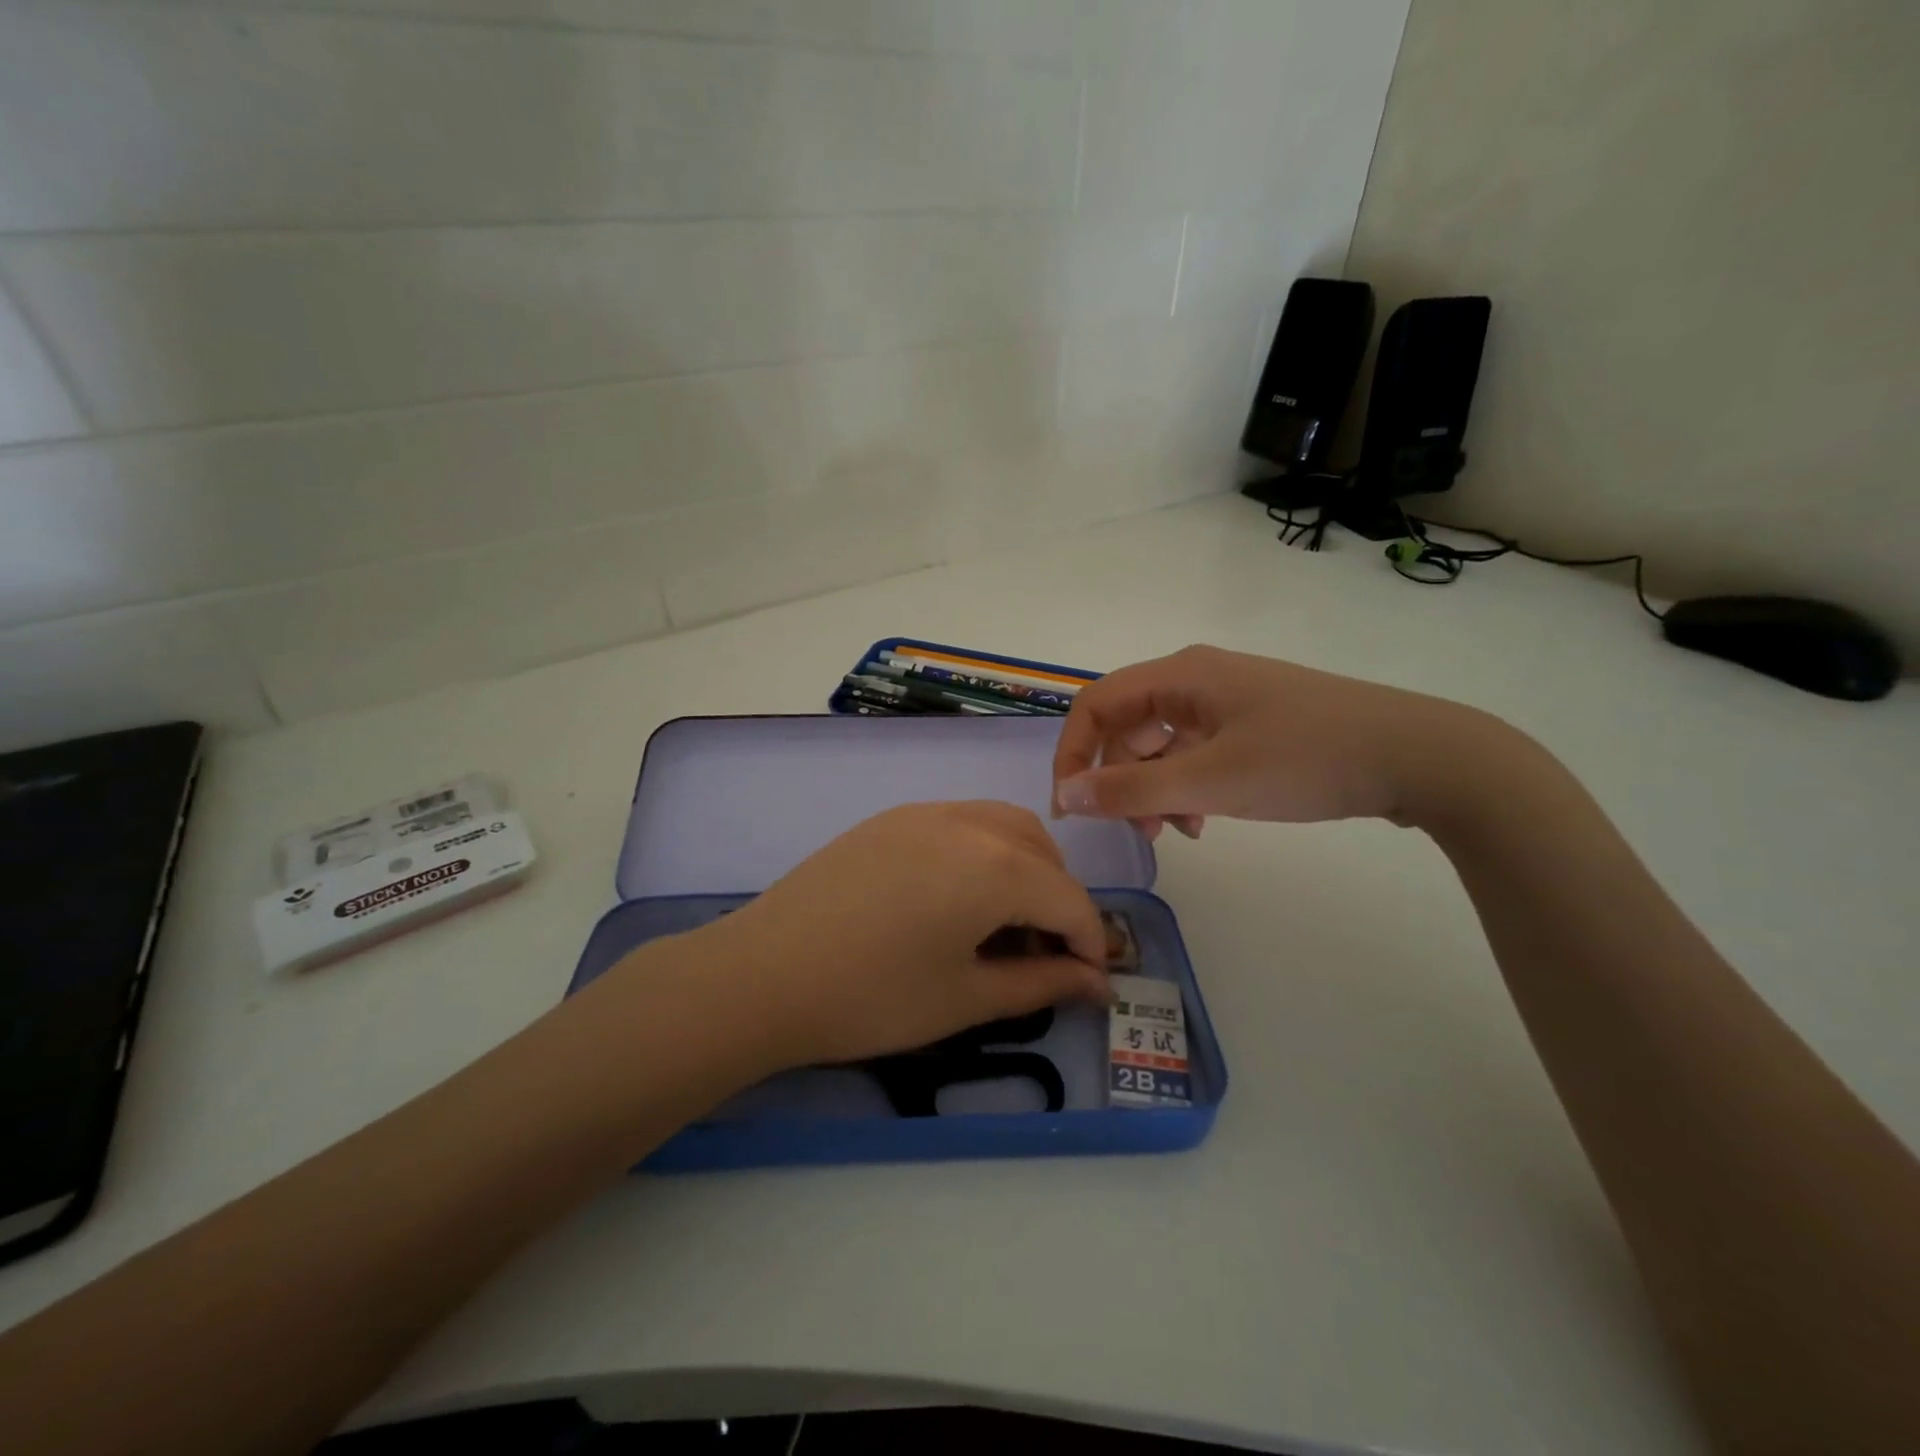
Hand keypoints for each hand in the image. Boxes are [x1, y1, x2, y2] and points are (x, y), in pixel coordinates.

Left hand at [667, 801, 1110, 1070]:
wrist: (763, 974)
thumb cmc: (873, 997)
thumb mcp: (966, 998)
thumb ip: (1041, 983)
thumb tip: (1097, 983)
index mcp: (996, 867)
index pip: (1071, 899)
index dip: (1090, 943)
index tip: (1088, 981)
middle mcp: (968, 823)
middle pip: (1042, 853)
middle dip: (1059, 901)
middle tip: (1043, 954)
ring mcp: (924, 812)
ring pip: (1003, 825)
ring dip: (1024, 867)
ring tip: (1002, 922)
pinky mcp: (890, 818)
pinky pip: (960, 821)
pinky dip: (982, 851)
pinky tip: (953, 896)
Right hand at [1051, 644, 1494, 837]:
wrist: (1419, 756)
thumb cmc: (1305, 760)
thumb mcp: (1211, 781)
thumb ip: (1132, 790)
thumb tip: (1065, 796)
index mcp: (1181, 676)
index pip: (1096, 704)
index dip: (1072, 753)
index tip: (1071, 807)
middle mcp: (1197, 679)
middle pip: (1128, 724)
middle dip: (1117, 778)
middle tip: (1130, 829)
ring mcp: (1227, 700)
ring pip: (1162, 743)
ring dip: (1153, 788)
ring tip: (1172, 832)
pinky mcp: (1253, 723)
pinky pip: (1196, 752)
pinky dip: (1187, 786)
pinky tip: (1203, 821)